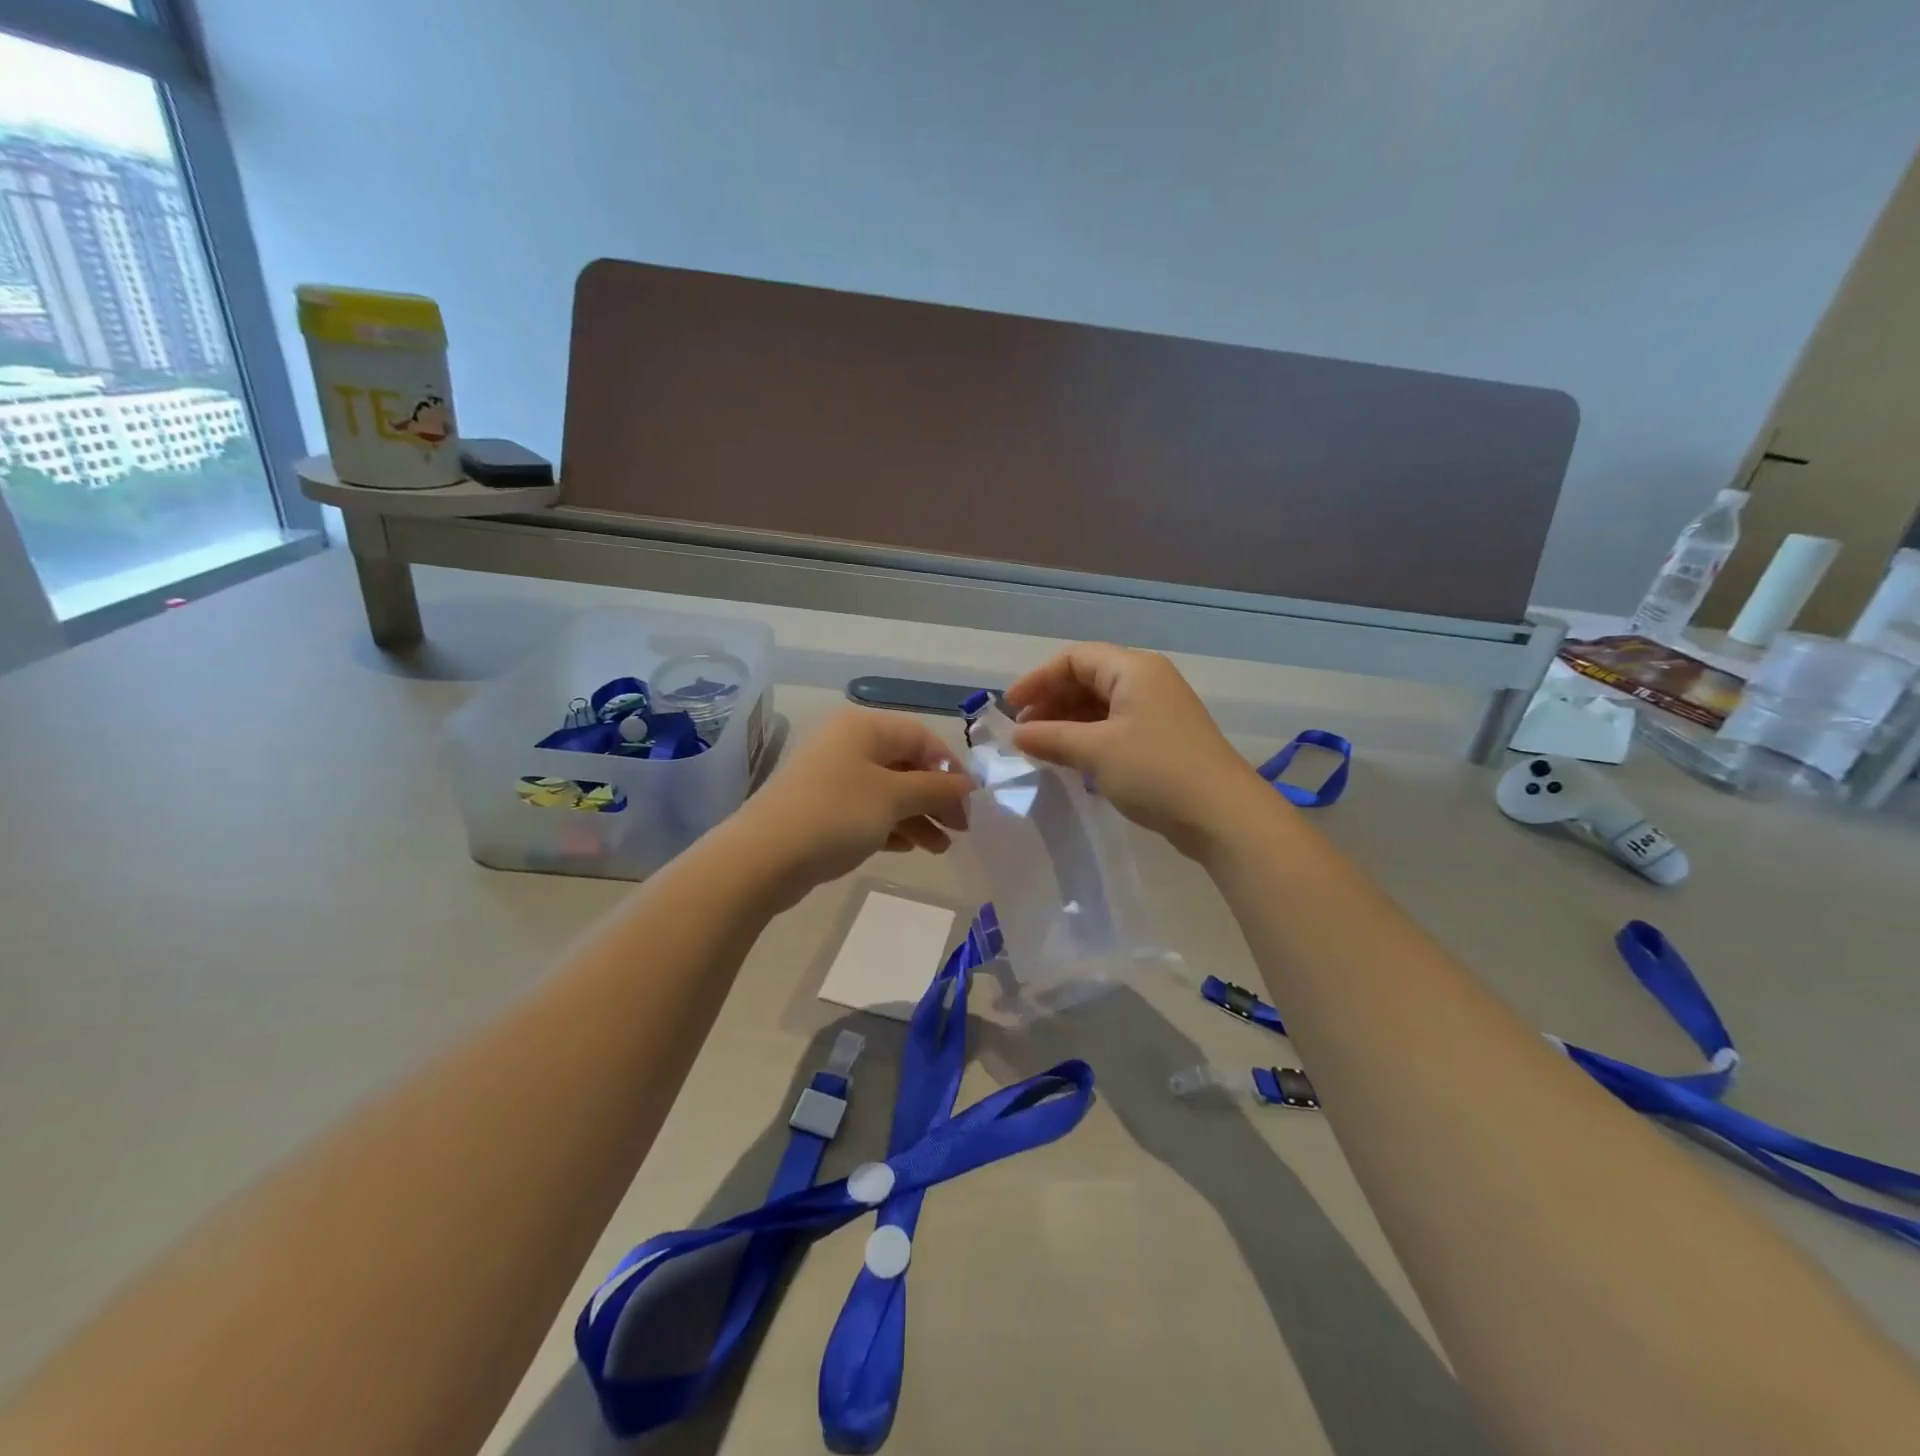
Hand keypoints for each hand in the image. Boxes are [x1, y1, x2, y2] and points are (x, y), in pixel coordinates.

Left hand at [730, 707, 972, 904]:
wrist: (763, 857)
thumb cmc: (836, 815)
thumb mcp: (894, 798)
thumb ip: (935, 788)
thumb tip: (967, 784)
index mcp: (864, 727)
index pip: (922, 738)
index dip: (950, 769)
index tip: (970, 804)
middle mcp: (847, 744)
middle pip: (906, 765)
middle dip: (935, 798)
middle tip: (960, 830)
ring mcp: (830, 777)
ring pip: (887, 791)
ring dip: (917, 817)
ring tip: (939, 848)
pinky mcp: (820, 808)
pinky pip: (866, 811)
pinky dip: (890, 826)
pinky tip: (908, 848)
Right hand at [1003, 643, 1269, 857]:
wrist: (1222, 815)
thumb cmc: (1156, 771)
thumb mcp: (1096, 751)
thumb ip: (1051, 738)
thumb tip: (1017, 735)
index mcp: (1133, 669)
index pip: (1074, 658)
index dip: (1038, 679)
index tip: (1011, 709)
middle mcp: (1147, 681)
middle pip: (1088, 678)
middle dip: (1051, 701)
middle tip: (1023, 732)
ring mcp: (1158, 711)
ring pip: (1101, 705)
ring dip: (1067, 722)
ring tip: (1041, 748)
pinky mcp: (1163, 739)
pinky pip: (1115, 726)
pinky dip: (1088, 737)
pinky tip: (1071, 759)